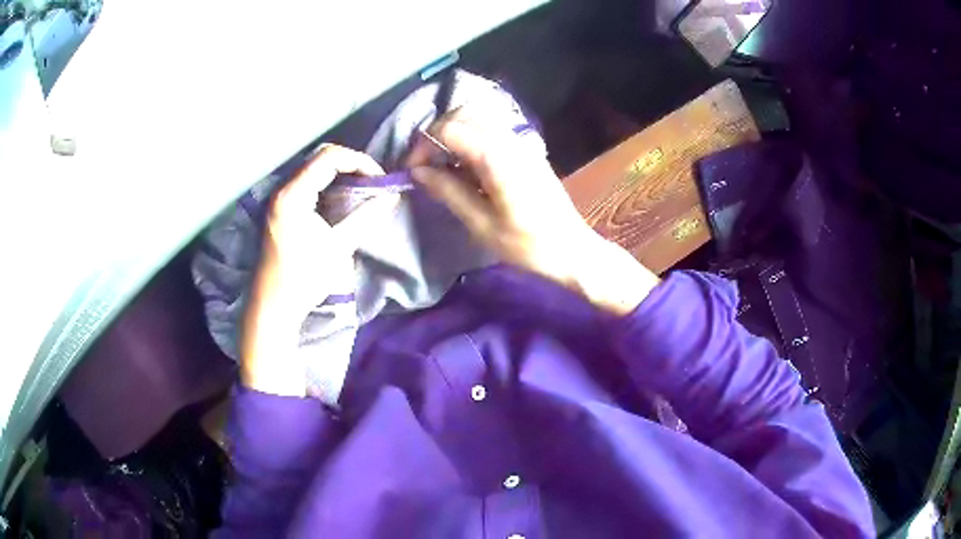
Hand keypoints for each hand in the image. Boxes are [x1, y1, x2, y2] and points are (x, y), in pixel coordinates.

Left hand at [241, 144, 398, 395]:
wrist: (274, 305)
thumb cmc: (304, 278)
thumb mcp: (339, 246)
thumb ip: (366, 216)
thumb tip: (392, 196)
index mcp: (293, 195)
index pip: (329, 158)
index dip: (359, 161)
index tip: (380, 179)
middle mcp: (283, 189)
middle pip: (320, 157)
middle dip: (351, 163)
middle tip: (373, 181)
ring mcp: (279, 198)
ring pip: (314, 168)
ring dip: (340, 172)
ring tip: (363, 187)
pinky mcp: (281, 208)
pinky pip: (308, 182)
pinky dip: (328, 183)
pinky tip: (342, 197)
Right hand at [410, 109, 658, 315]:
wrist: (573, 250)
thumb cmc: (528, 245)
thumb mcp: (482, 225)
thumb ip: (449, 192)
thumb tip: (418, 172)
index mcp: (497, 157)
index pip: (449, 129)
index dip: (423, 145)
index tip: (412, 170)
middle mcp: (510, 139)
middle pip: (463, 114)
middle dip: (436, 134)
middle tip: (424, 165)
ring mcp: (521, 142)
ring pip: (477, 118)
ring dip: (453, 134)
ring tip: (442, 166)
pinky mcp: (526, 150)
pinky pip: (491, 130)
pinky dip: (470, 140)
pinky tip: (465, 167)